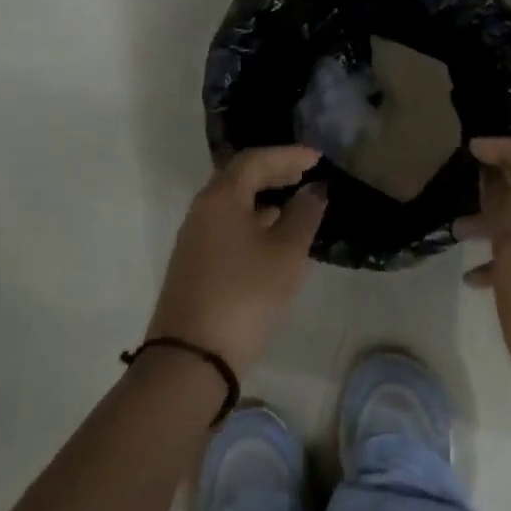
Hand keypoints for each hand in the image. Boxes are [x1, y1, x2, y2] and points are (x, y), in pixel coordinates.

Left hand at [146, 146, 327, 374]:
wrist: (192, 356)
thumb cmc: (245, 294)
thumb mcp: (285, 253)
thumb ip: (304, 215)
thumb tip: (313, 190)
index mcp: (221, 197)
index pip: (255, 160)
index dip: (288, 155)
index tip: (317, 158)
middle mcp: (203, 210)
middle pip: (239, 176)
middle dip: (274, 171)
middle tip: (305, 173)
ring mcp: (195, 237)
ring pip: (232, 202)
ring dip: (263, 195)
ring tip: (294, 201)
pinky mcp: (195, 262)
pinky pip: (227, 223)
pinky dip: (253, 218)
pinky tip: (273, 234)